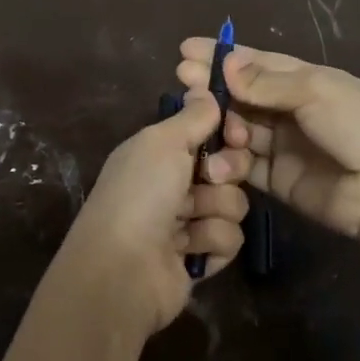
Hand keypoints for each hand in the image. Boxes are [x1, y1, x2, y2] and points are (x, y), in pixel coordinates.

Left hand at [51, 90, 250, 336]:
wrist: (124, 268)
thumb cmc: (140, 194)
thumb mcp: (162, 142)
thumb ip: (192, 117)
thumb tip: (207, 91)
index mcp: (158, 153)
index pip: (208, 134)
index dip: (227, 133)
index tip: (235, 134)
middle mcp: (173, 185)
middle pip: (228, 168)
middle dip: (226, 173)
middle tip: (209, 179)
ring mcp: (186, 223)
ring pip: (234, 204)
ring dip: (217, 211)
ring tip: (189, 221)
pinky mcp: (200, 257)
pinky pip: (230, 239)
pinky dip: (213, 242)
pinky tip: (190, 250)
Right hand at [177, 41, 359, 243]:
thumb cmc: (358, 127)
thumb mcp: (315, 92)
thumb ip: (266, 83)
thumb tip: (225, 65)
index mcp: (306, 80)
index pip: (257, 63)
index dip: (223, 57)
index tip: (185, 51)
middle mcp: (291, 110)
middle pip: (243, 95)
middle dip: (213, 89)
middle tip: (183, 83)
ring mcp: (283, 145)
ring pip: (239, 129)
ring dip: (220, 124)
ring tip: (203, 123)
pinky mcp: (276, 179)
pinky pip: (244, 164)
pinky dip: (229, 160)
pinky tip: (217, 157)